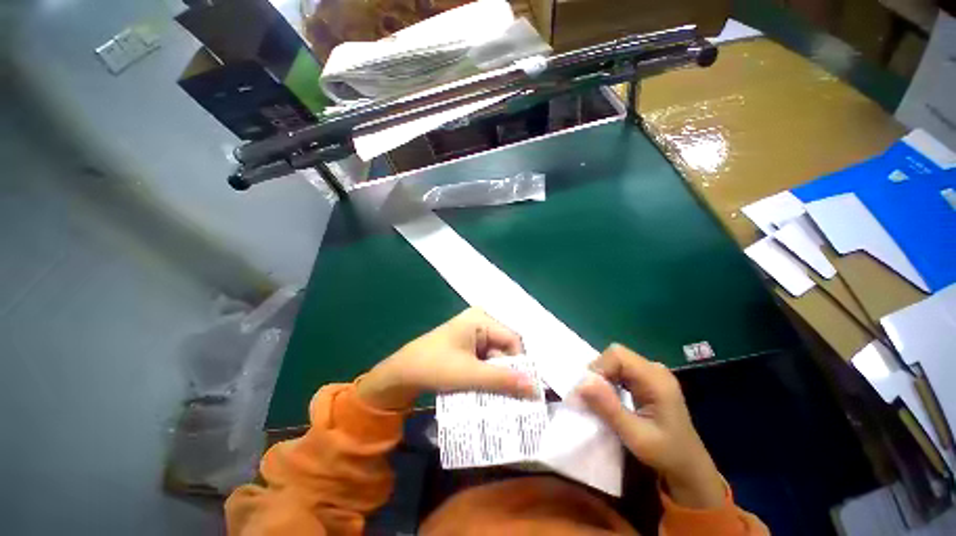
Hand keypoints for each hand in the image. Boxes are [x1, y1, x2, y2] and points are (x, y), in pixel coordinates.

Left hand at [356, 308, 534, 410]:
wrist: (402, 373)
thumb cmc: (435, 366)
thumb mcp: (470, 374)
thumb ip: (503, 380)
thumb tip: (536, 389)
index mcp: (481, 319)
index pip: (512, 340)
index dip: (520, 364)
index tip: (525, 390)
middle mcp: (480, 322)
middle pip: (504, 348)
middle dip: (509, 372)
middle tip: (516, 397)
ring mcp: (473, 334)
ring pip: (496, 356)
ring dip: (498, 376)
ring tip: (503, 398)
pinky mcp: (467, 346)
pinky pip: (485, 360)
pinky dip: (488, 375)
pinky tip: (488, 391)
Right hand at [576, 344, 725, 509]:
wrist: (689, 468)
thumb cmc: (666, 455)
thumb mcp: (636, 437)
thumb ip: (609, 408)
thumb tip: (582, 383)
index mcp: (656, 379)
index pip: (618, 355)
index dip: (599, 368)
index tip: (589, 392)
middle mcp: (654, 370)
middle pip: (616, 355)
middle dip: (598, 372)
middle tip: (591, 398)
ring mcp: (651, 373)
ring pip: (615, 361)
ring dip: (602, 377)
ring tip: (598, 399)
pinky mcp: (646, 380)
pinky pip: (620, 370)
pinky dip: (609, 380)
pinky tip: (609, 398)